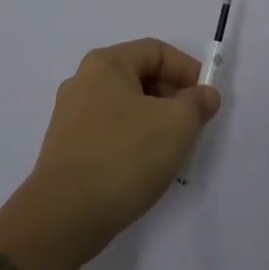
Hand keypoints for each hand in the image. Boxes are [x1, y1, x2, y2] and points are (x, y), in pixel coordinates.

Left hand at [25, 39, 220, 258]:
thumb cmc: (124, 157)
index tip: (206, 99)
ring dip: (155, 122)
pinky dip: (133, 141)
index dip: (187, 69)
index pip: (156, 51)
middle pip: (140, 76)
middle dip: (172, 97)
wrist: (62, 218)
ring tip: (172, 151)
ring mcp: (70, 116)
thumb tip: (204, 94)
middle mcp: (83, 81)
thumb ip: (197, 103)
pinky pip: (110, 131)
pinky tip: (144, 168)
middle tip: (193, 126)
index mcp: (106, 64)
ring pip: (126, 106)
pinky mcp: (66, 147)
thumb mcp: (176, 125)